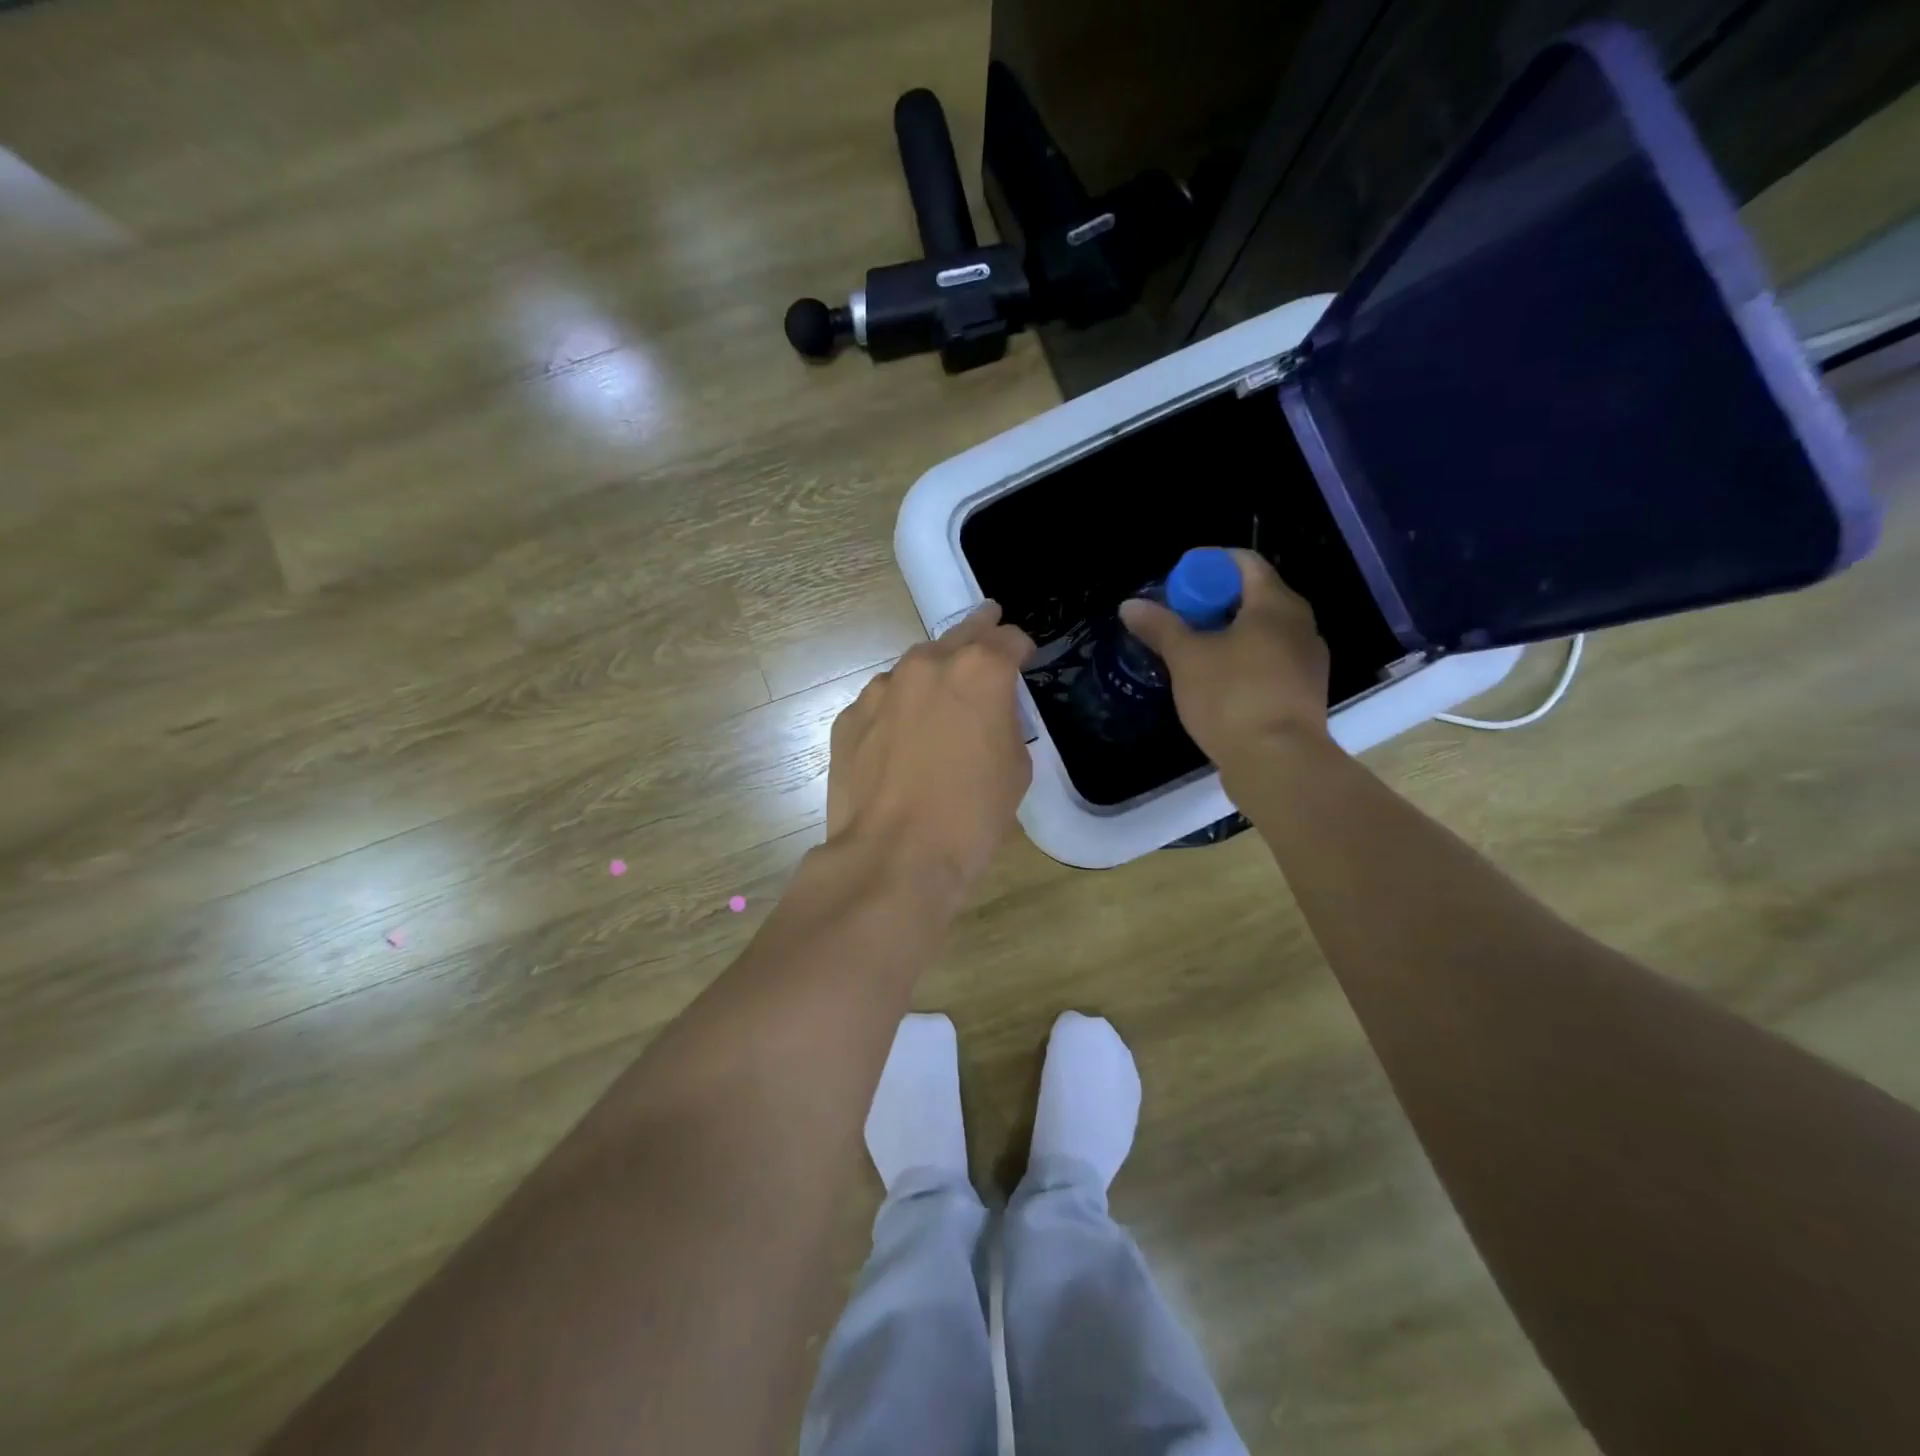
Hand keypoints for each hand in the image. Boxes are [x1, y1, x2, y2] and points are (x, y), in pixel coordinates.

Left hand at [825, 603, 1035, 897]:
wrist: (894, 856)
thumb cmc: (971, 817)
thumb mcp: (1015, 769)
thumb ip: (1006, 723)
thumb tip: (988, 715)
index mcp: (979, 671)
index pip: (1009, 639)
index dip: (1021, 649)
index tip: (1024, 660)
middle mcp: (927, 665)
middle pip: (958, 635)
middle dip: (978, 632)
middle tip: (987, 624)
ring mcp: (881, 689)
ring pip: (914, 668)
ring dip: (932, 676)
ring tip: (938, 702)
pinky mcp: (849, 717)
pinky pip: (882, 702)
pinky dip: (896, 710)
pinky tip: (899, 742)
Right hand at [1119, 548, 1330, 781]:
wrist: (1279, 763)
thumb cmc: (1231, 698)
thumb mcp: (1186, 659)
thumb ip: (1160, 627)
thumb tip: (1130, 605)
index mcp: (1276, 604)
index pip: (1245, 562)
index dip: (1209, 564)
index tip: (1178, 580)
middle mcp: (1301, 624)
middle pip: (1256, 594)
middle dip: (1215, 600)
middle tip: (1179, 617)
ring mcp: (1308, 660)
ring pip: (1264, 630)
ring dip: (1229, 632)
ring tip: (1193, 650)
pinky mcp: (1305, 692)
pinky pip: (1271, 659)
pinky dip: (1244, 658)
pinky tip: (1218, 681)